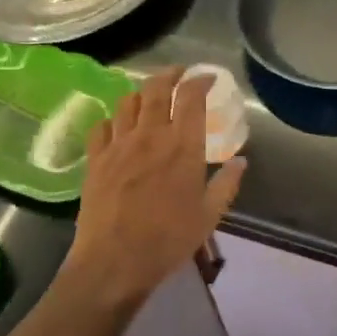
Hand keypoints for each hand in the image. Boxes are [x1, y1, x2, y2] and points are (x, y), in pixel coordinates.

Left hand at [66, 67, 245, 305]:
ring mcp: (118, 144)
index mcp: (183, 146)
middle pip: (157, 88)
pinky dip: (113, 119)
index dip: (200, 80)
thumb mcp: (210, 215)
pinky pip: (102, 126)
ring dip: (142, 92)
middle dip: (170, 74)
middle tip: (179, 74)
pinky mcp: (96, 159)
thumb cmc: (169, 240)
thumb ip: (227, 184)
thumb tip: (241, 161)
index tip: (208, 78)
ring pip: (128, 101)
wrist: (115, 261)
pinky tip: (118, 126)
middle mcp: (150, 135)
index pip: (191, 97)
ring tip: (149, 96)